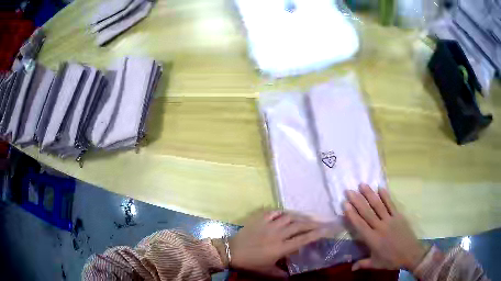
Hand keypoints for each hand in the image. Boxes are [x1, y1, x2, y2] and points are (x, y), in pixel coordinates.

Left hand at [228, 211, 325, 277]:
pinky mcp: (260, 220)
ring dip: (299, 216)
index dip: (317, 234)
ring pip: (289, 217)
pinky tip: (286, 214)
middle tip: (321, 222)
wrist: (231, 252)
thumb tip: (290, 276)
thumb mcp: (266, 272)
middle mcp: (278, 234)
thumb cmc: (250, 263)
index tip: (327, 229)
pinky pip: (274, 212)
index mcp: (281, 247)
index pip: (303, 239)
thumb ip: (280, 274)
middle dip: (313, 223)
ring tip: (307, 217)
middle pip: (299, 225)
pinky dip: (282, 212)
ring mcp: (269, 225)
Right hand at [344, 184, 426, 271]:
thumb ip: (363, 264)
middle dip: (357, 201)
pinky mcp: (399, 216)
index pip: (360, 225)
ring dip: (370, 195)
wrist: (411, 254)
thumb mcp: (376, 264)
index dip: (352, 214)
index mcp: (372, 239)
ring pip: (378, 205)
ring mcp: (390, 220)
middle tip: (349, 190)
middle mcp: (380, 227)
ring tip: (362, 185)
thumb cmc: (391, 260)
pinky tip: (380, 188)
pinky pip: (391, 204)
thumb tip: (351, 268)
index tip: (345, 204)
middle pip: (367, 212)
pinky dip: (386, 196)